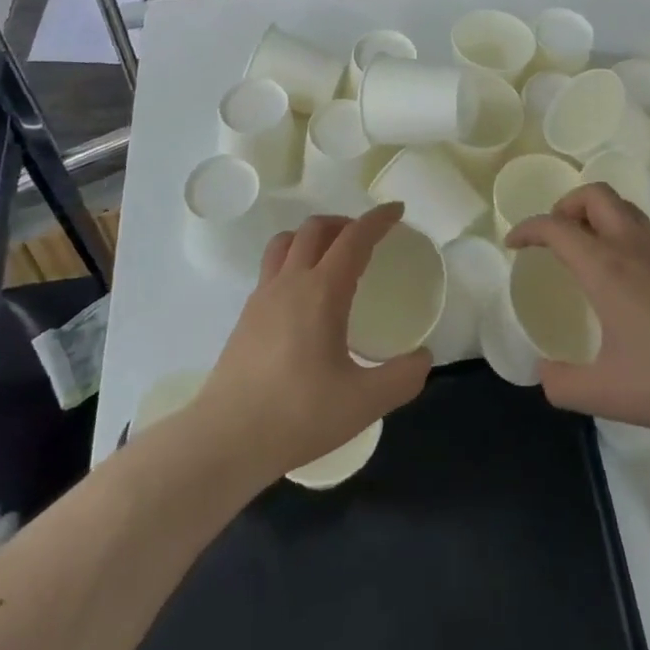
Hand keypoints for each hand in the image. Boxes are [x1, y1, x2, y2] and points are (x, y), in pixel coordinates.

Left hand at [194, 204, 430, 481]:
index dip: (378, 220)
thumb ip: (402, 378)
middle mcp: (290, 282)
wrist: (226, 439)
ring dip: (313, 235)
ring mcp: (263, 296)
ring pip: (286, 242)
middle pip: (316, 228)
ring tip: (332, 255)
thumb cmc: (298, 415)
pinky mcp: (246, 316)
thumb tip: (423, 358)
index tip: (397, 210)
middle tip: (366, 237)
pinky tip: (303, 295)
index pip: (354, 238)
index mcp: (322, 291)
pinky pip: (272, 267)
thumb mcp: (364, 403)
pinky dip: (293, 260)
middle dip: (345, 222)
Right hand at [506, 183, 649, 438]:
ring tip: (586, 251)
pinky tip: (624, 281)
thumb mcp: (604, 393)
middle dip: (567, 205)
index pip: (556, 226)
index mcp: (605, 267)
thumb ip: (562, 384)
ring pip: (625, 209)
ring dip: (597, 216)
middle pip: (596, 195)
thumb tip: (544, 375)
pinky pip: (644, 233)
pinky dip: (622, 237)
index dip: (528, 228)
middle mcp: (633, 247)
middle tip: (555, 236)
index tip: (514, 244)